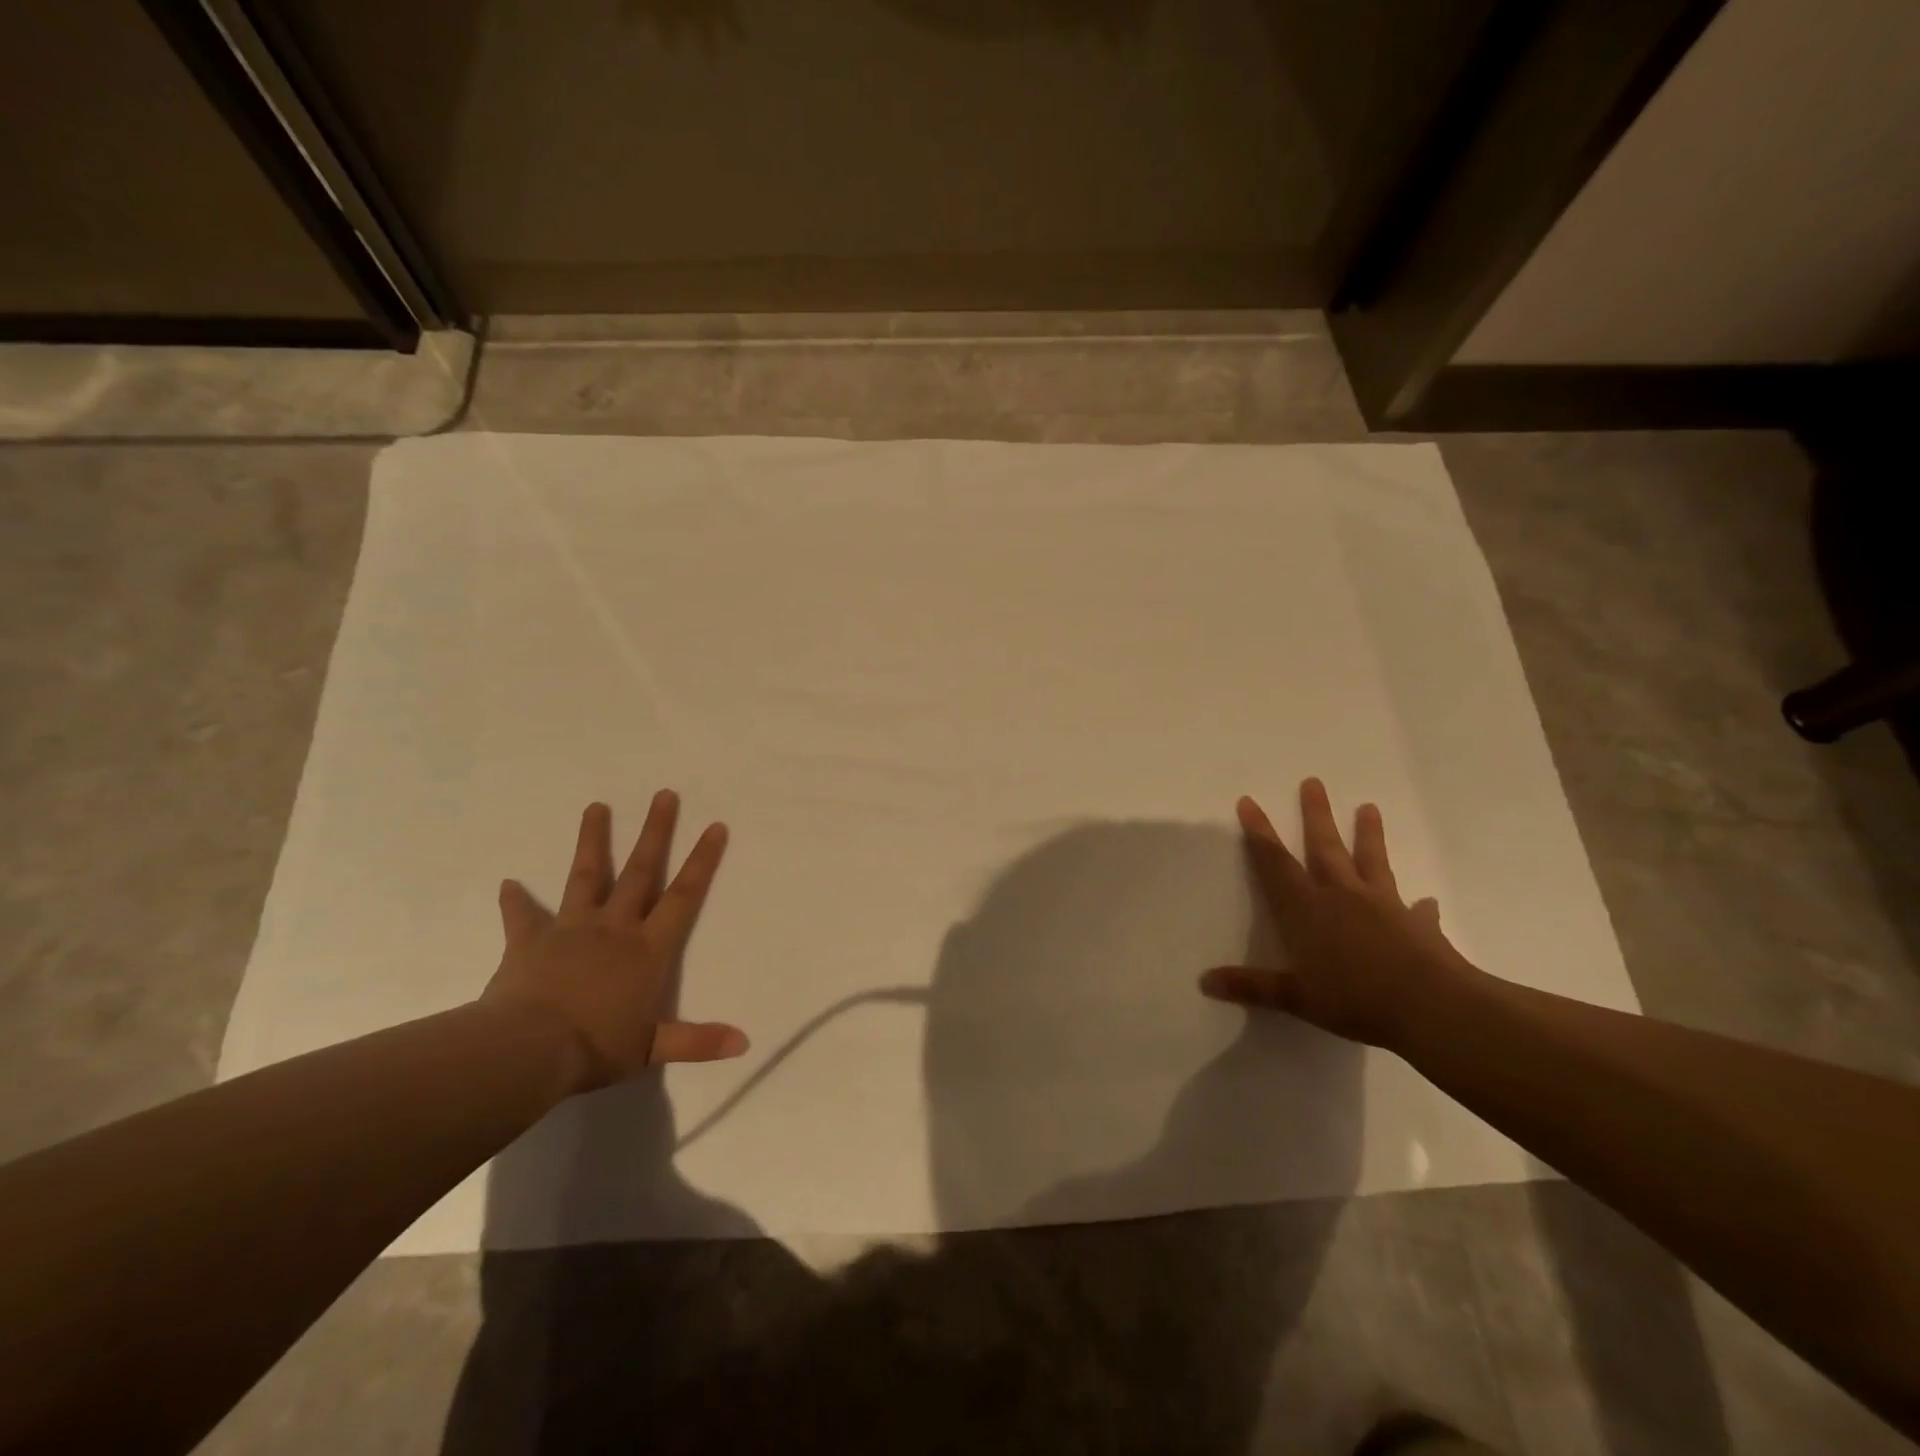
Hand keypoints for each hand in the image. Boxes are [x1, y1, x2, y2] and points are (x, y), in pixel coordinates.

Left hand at [480, 791, 747, 1093]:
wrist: (527, 1051)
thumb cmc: (595, 1047)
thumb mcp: (651, 1050)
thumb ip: (697, 1041)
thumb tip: (745, 1043)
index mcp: (647, 949)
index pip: (684, 896)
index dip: (702, 860)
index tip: (715, 826)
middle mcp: (614, 927)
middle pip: (641, 871)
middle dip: (655, 832)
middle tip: (664, 794)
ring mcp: (571, 929)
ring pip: (587, 876)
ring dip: (593, 841)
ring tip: (596, 806)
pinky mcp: (530, 941)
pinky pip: (523, 916)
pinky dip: (516, 900)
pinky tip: (509, 883)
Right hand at [1200, 778, 1471, 1050]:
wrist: (1431, 1008)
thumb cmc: (1354, 999)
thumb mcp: (1296, 998)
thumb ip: (1252, 986)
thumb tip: (1205, 981)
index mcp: (1308, 910)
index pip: (1276, 863)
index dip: (1260, 833)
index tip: (1249, 801)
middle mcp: (1342, 897)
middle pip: (1325, 848)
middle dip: (1316, 815)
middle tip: (1314, 782)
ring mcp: (1383, 907)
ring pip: (1371, 863)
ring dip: (1369, 836)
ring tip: (1369, 807)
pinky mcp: (1418, 926)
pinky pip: (1417, 912)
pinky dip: (1419, 907)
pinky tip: (1426, 902)